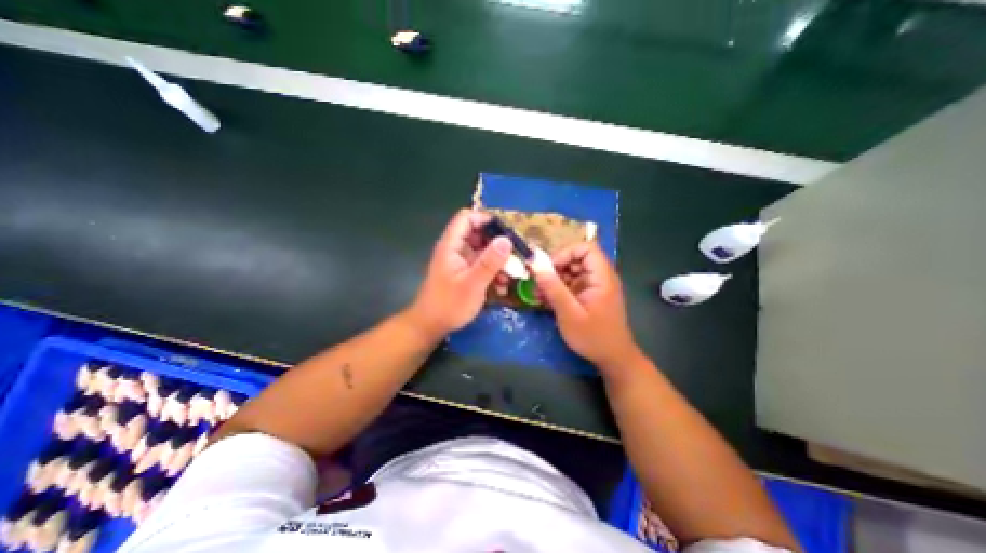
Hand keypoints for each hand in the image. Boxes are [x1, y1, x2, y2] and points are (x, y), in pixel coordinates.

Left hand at [410, 207, 516, 336]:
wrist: (431, 326)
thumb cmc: (449, 305)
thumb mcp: (473, 284)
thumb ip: (490, 261)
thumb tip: (507, 239)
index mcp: (451, 245)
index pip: (467, 218)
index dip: (485, 220)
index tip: (506, 232)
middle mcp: (456, 249)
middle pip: (478, 233)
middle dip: (497, 243)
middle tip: (515, 255)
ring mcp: (461, 261)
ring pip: (483, 250)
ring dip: (498, 260)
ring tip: (511, 274)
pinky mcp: (465, 273)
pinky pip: (482, 264)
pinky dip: (493, 270)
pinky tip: (502, 284)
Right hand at [532, 239, 640, 373]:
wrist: (612, 359)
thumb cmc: (593, 337)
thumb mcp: (569, 312)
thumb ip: (552, 287)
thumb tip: (536, 263)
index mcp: (602, 277)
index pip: (586, 248)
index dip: (565, 253)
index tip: (549, 268)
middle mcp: (600, 277)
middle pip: (576, 259)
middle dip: (556, 268)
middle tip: (539, 282)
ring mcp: (594, 286)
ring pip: (571, 271)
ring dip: (554, 280)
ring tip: (538, 293)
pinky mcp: (588, 295)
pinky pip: (571, 284)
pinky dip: (558, 289)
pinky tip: (545, 300)